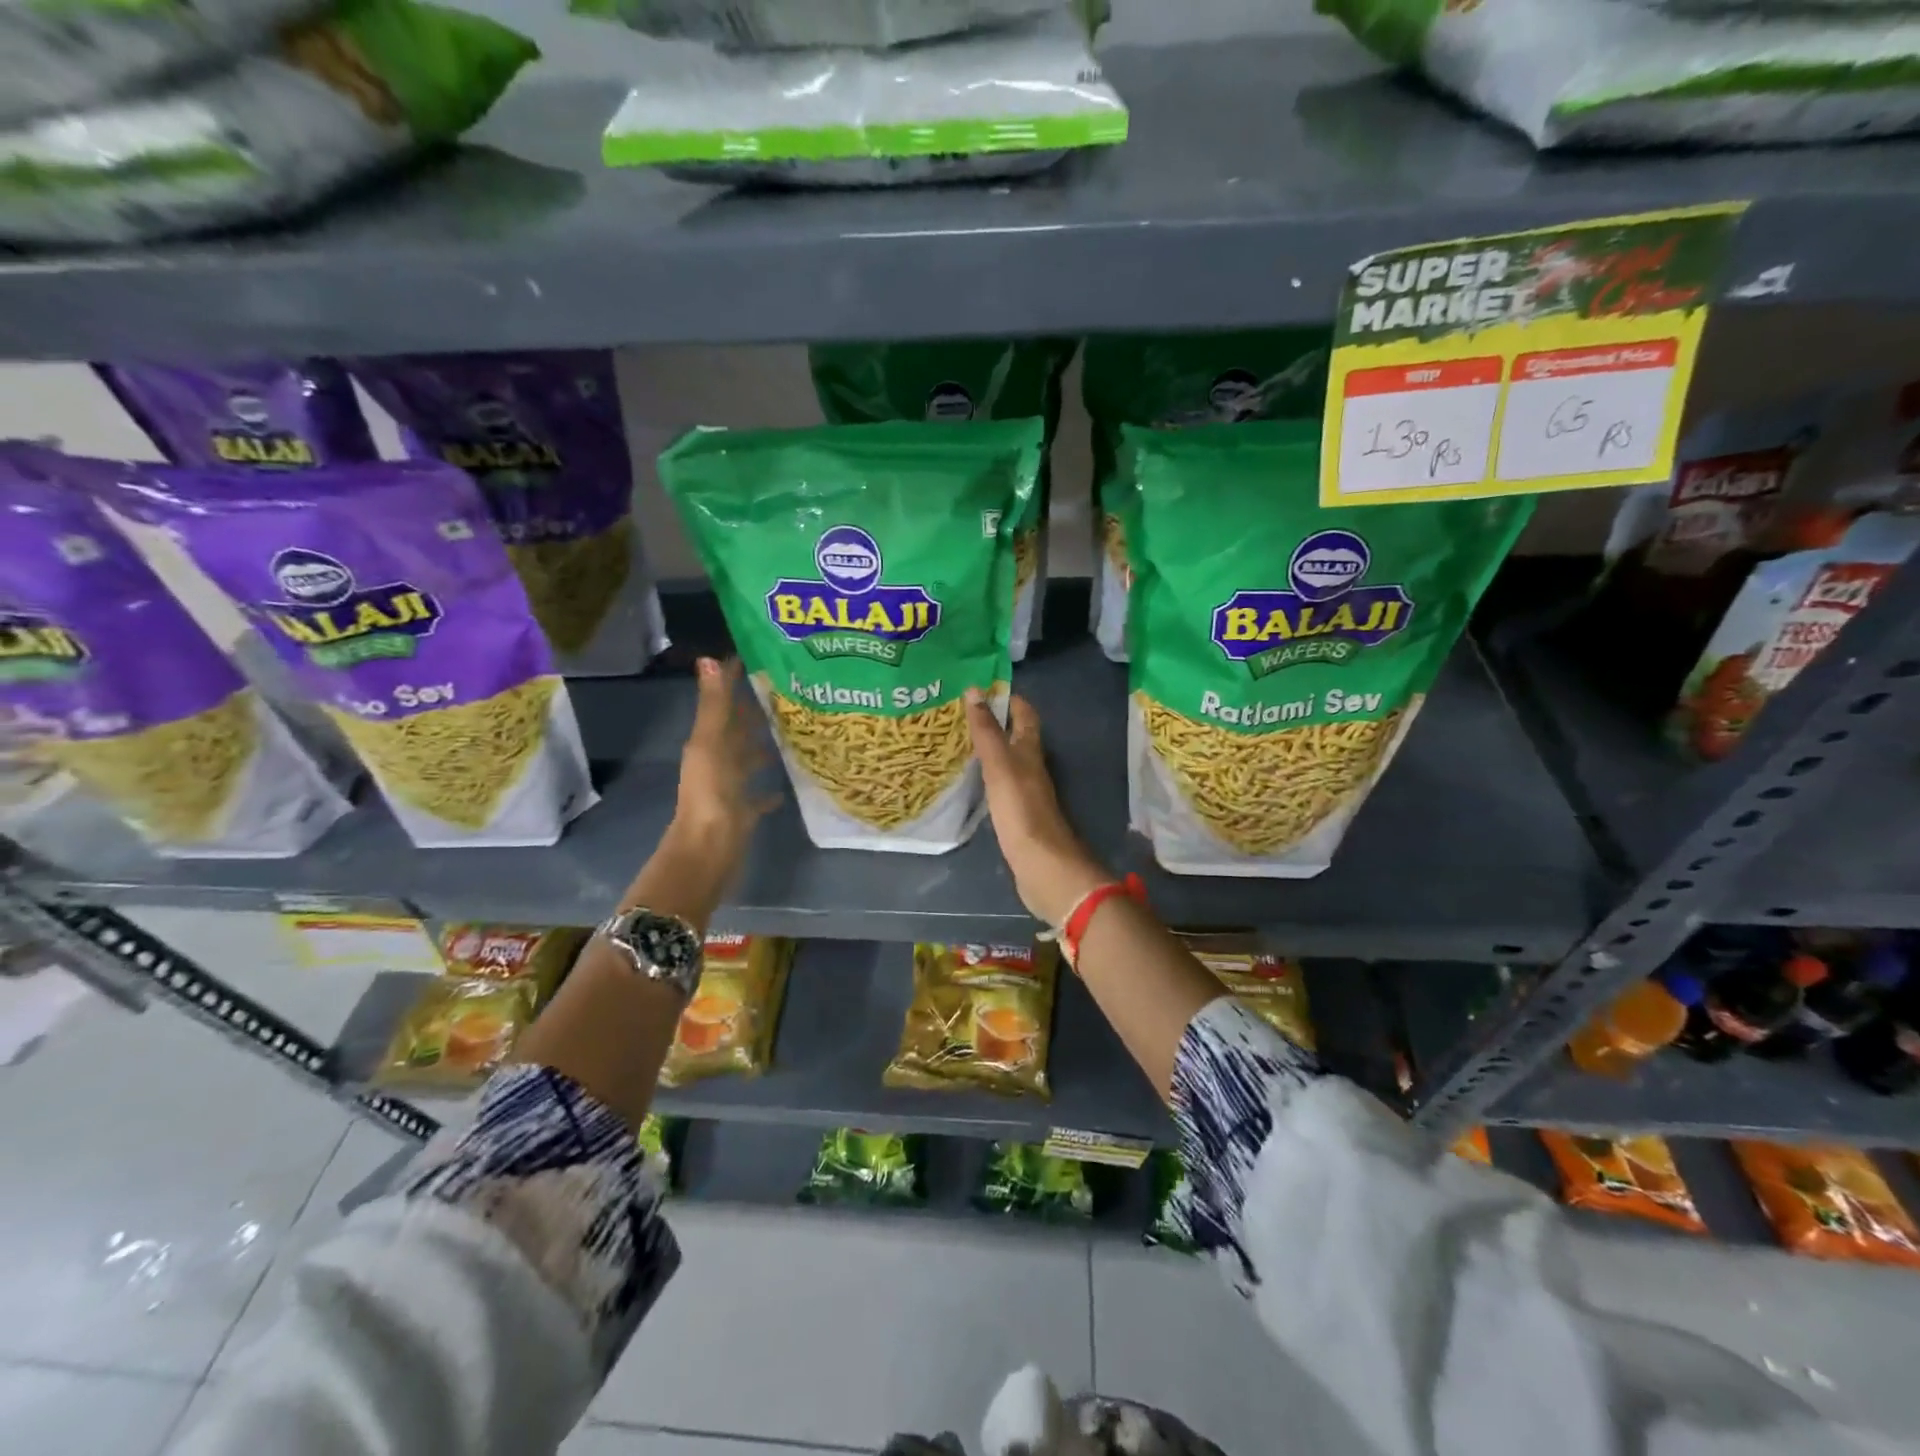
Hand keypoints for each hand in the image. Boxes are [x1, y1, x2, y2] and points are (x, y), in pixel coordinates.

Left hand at [668, 656, 779, 874]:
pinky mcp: (743, 811)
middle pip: (737, 729)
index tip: (756, 656)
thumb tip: (710, 659)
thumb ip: (714, 705)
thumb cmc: (710, 793)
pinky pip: (758, 796)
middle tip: (786, 690)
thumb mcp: (710, 744)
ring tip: (792, 732)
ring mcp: (730, 787)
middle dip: (755, 711)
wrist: (708, 849)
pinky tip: (787, 786)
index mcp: (708, 742)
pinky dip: (769, 790)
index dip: (734, 680)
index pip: (722, 702)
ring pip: (749, 760)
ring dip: (764, 747)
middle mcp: (718, 760)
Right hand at [965, 688, 1108, 926]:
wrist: (1042, 865)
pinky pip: (1000, 787)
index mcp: (1030, 752)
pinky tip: (969, 781)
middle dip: (994, 722)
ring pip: (1007, 762)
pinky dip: (986, 777)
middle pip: (1016, 737)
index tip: (982, 686)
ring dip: (989, 750)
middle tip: (960, 713)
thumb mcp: (1000, 765)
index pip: (1024, 715)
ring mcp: (1025, 793)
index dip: (1009, 698)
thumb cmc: (1021, 810)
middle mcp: (1031, 768)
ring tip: (957, 741)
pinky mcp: (1017, 816)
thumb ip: (987, 731)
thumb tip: (975, 690)